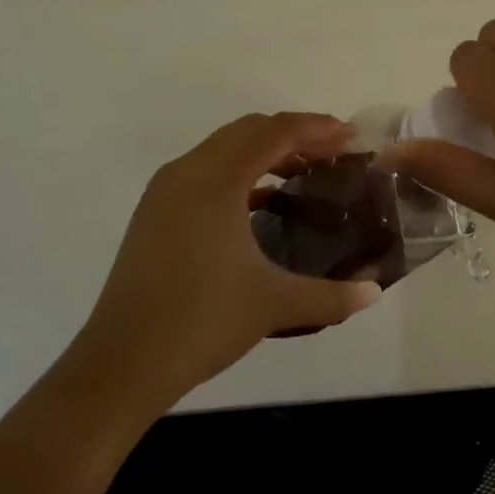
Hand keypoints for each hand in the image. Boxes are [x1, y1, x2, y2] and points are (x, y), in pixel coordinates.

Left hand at [59, 113, 382, 419]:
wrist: (119, 366)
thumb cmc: (200, 323)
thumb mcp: (274, 305)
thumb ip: (332, 296)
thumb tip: (375, 292)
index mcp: (216, 181)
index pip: (274, 132)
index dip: (316, 128)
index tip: (351, 135)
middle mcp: (187, 172)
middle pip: (248, 130)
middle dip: (294, 134)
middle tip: (333, 152)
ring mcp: (165, 192)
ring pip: (223, 148)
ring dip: (265, 150)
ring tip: (303, 171)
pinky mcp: (155, 213)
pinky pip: (205, 171)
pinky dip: (240, 172)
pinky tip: (263, 200)